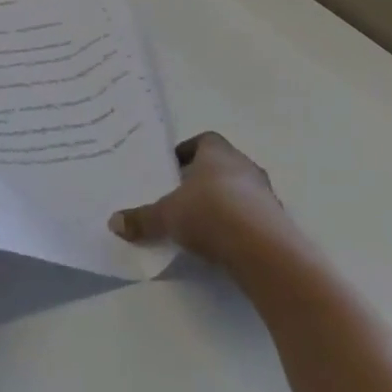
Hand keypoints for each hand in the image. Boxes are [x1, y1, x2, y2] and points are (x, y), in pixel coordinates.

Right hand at [109, 132, 301, 271]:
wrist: (264, 251)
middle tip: (180, 195)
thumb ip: (142, 218)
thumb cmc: (210, 214)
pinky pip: (252, 216)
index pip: (205, 140)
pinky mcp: (277, 222)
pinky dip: (236, 224)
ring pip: (239, 190)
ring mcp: (266, 195)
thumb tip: (113, 222)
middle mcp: (245, 167)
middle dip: (202, 179)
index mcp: (218, 153)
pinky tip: (220, 242)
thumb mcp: (166, 216)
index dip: (188, 151)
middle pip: (222, 165)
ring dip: (221, 202)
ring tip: (198, 221)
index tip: (172, 167)